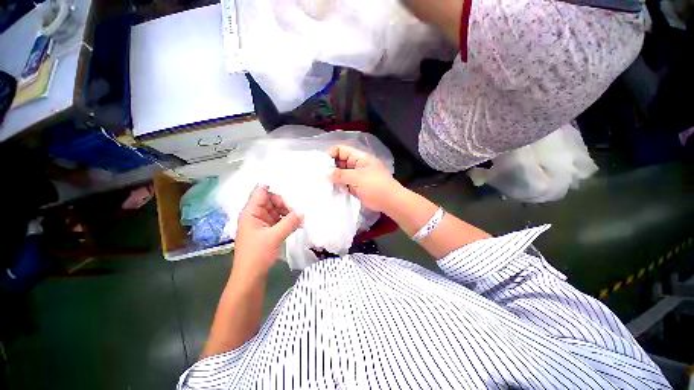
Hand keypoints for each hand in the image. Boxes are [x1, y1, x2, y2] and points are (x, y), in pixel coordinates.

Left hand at [233, 185, 301, 278]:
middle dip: (285, 203)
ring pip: (277, 210)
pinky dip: (287, 220)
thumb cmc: (257, 255)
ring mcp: (262, 223)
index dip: (274, 188)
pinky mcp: (268, 231)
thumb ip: (289, 222)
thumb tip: (303, 211)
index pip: (261, 192)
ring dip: (288, 212)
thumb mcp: (274, 237)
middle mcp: (256, 215)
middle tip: (298, 210)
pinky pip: (279, 220)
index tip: (291, 188)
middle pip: (271, 200)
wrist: (250, 277)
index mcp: (251, 213)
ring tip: (299, 217)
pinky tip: (297, 223)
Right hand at [328, 145, 401, 211]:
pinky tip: (330, 190)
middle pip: (340, 161)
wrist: (390, 201)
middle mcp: (356, 165)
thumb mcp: (357, 177)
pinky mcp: (356, 186)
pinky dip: (338, 186)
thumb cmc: (375, 186)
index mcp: (359, 158)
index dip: (331, 154)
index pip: (341, 150)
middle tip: (318, 175)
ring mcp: (356, 176)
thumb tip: (325, 172)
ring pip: (341, 173)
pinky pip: (344, 183)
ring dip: (333, 177)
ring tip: (322, 183)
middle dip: (330, 167)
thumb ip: (340, 174)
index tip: (321, 164)